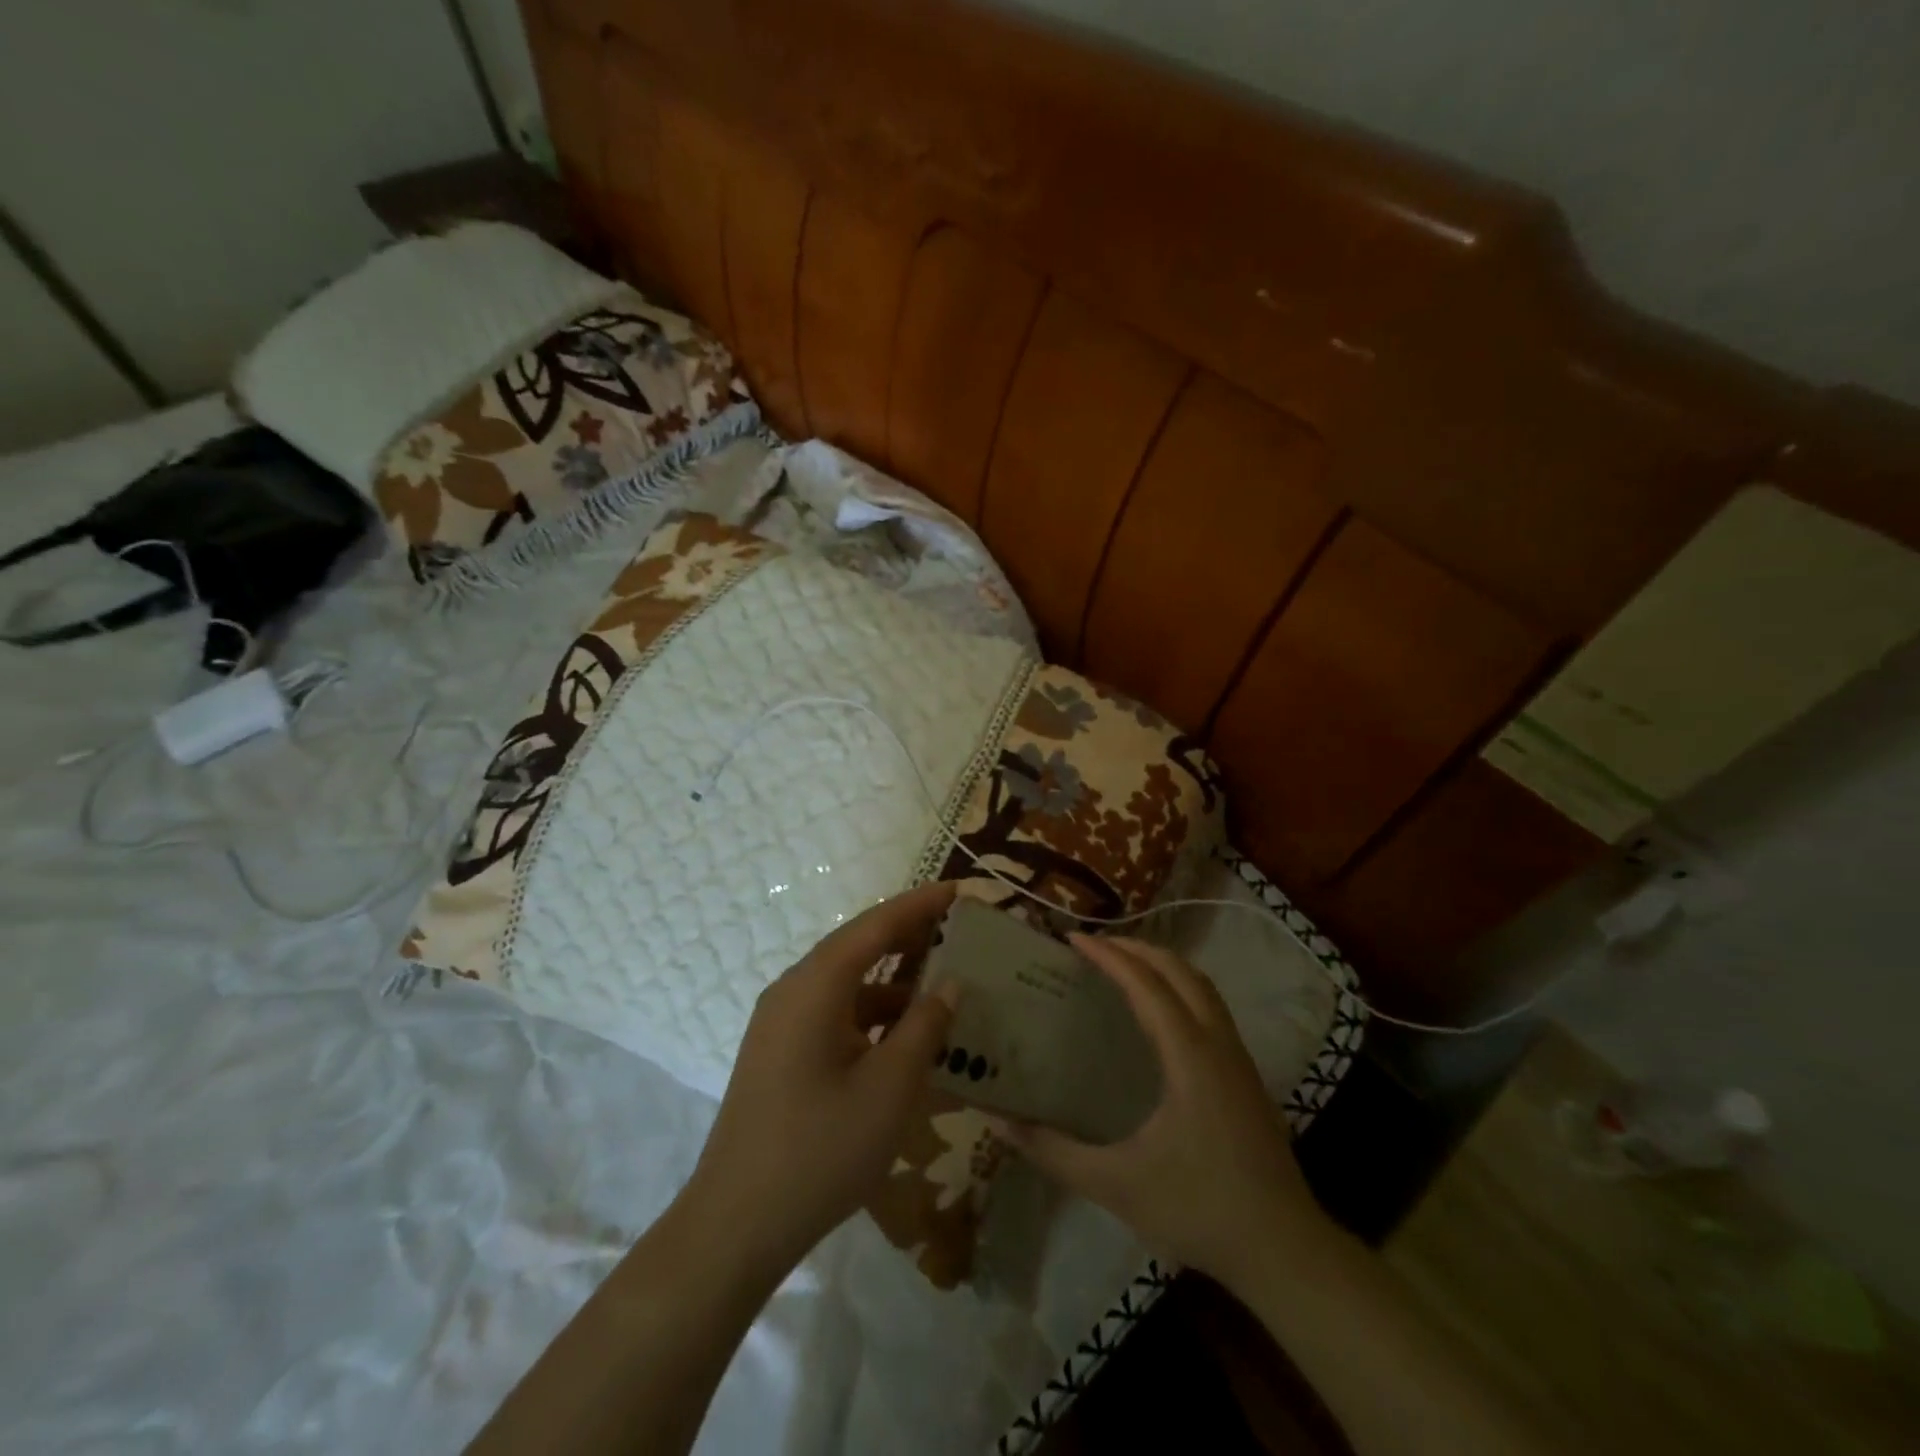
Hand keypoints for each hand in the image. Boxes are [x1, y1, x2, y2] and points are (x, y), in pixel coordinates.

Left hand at [678, 881, 958, 1274]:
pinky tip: (905, 1035)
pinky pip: (834, 1013)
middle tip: (957, 927)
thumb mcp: (890, 1087)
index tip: (959, 890)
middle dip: (908, 935)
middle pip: (858, 946)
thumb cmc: (821, 1149)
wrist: (736, 1224)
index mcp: (815, 986)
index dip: (919, 905)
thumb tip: (950, 984)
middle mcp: (794, 990)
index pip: (875, 925)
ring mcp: (782, 1023)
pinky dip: (872, 1013)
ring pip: (847, 982)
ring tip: (942, 983)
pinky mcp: (780, 1052)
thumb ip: (925, 1027)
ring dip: (892, 979)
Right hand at [1004, 935, 1328, 1290]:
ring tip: (1125, 964)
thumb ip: (1053, 1152)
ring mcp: (1239, 1059)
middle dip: (1137, 948)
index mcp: (1189, 1056)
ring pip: (1202, 986)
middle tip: (1096, 944)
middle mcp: (1218, 1043)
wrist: (1283, 1250)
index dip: (1109, 956)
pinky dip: (1182, 988)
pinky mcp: (1247, 1077)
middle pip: (1180, 971)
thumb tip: (1000, 1122)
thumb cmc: (1197, 1208)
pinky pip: (1212, 1008)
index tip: (1073, 938)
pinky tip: (1162, 1013)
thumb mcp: (1115, 1184)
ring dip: (1164, 965)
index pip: (1146, 985)